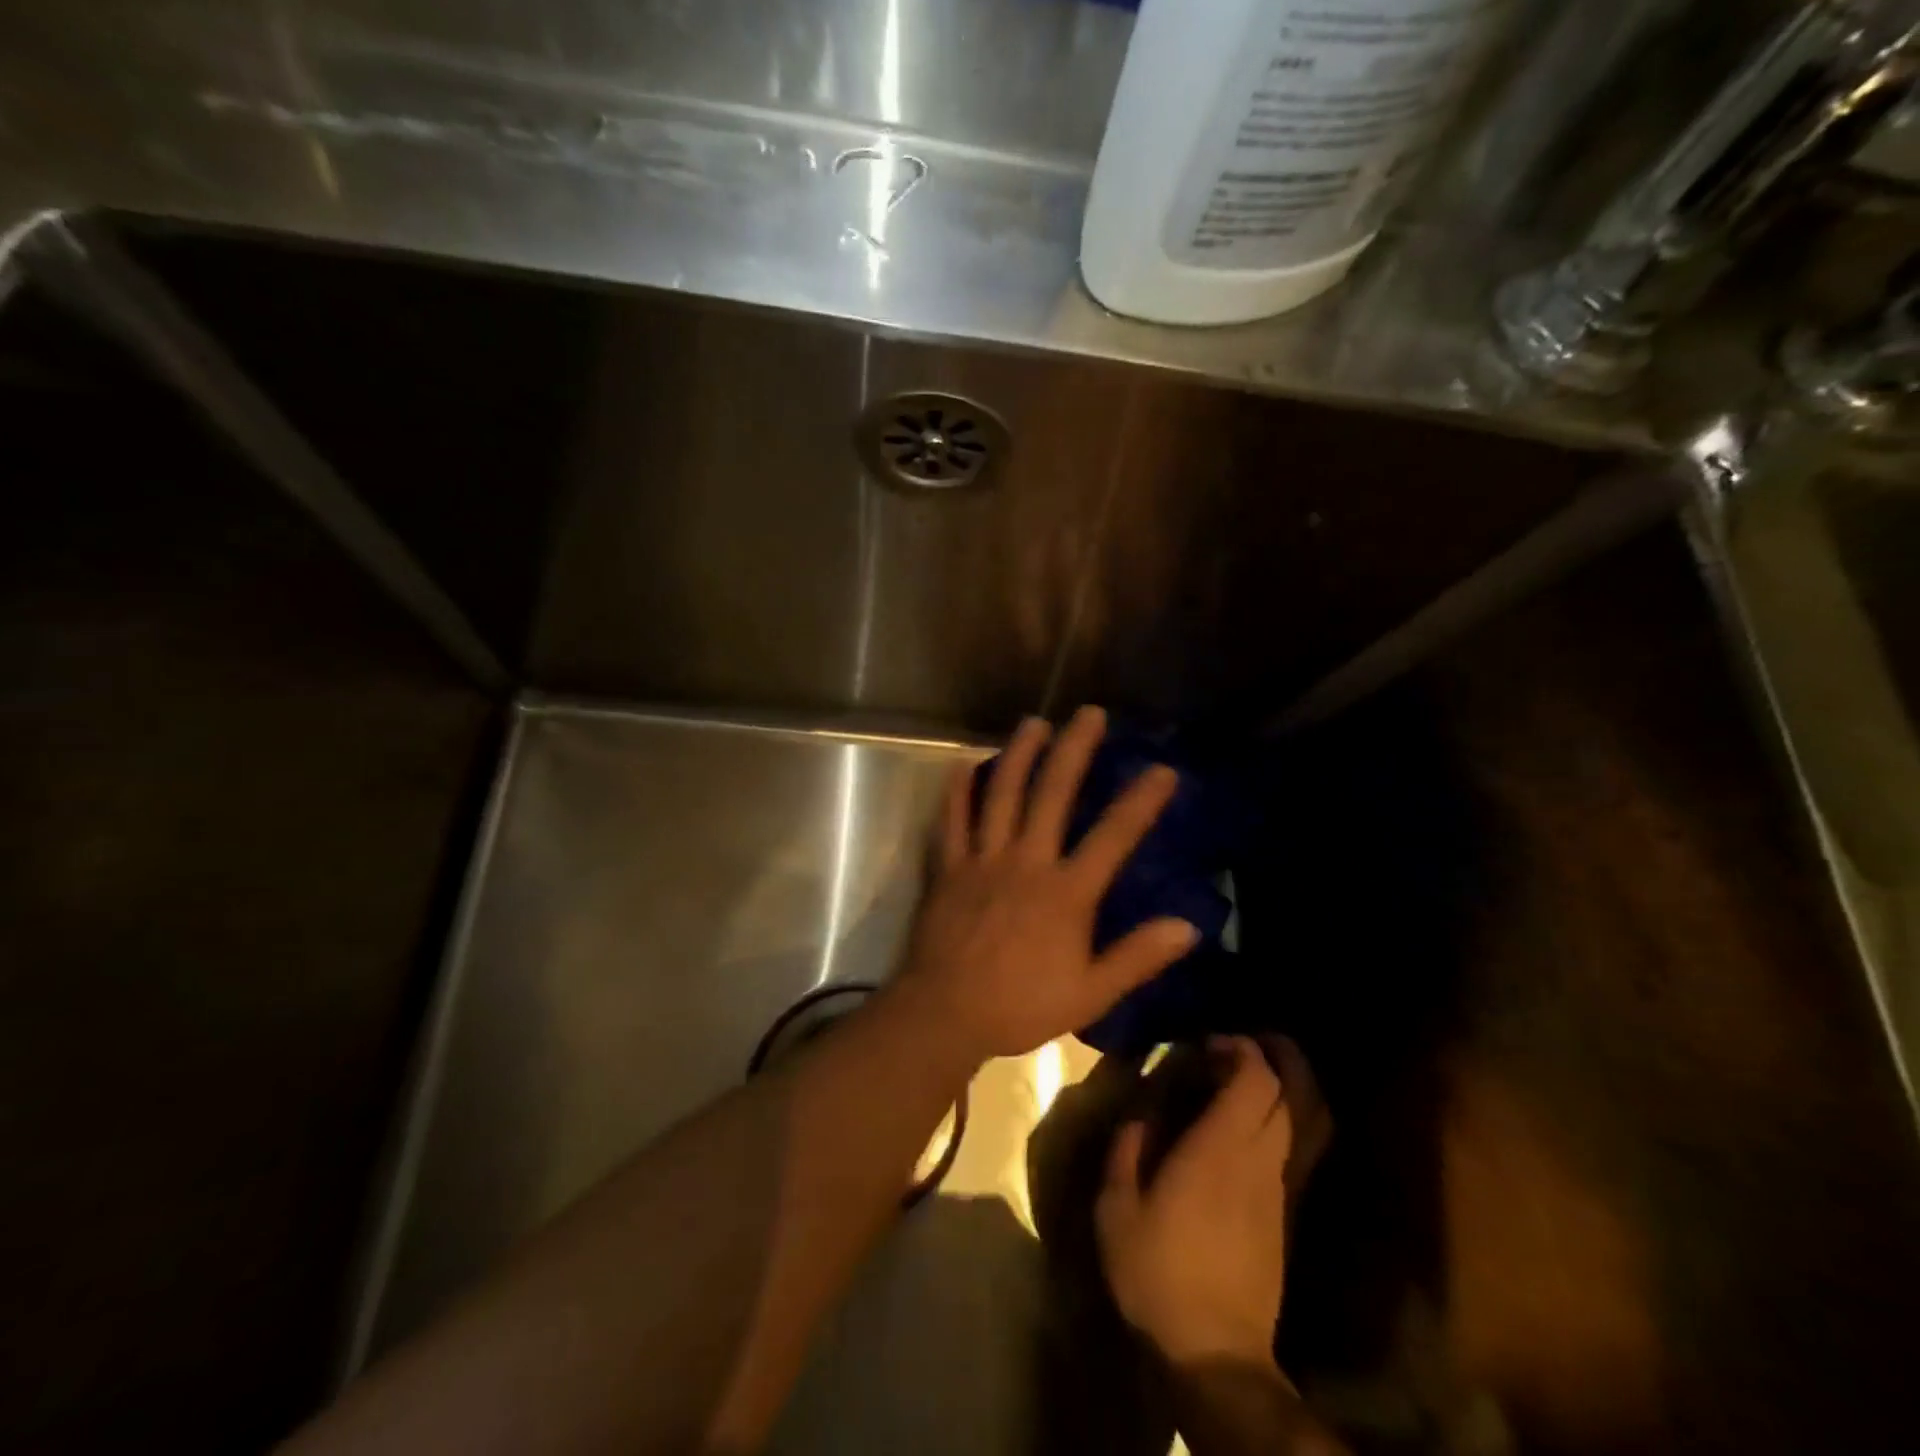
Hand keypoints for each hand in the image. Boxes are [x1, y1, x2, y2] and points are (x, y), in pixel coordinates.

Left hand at [897, 705, 1197, 1063]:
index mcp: (1065, 892)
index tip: (1162, 769)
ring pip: (1002, 795)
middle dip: (1074, 750)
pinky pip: (952, 820)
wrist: (945, 1014)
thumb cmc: (1020, 1006)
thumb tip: (1189, 927)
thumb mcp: (1090, 994)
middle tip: (1088, 713)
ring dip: (1019, 754)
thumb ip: (1137, 958)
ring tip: (1034, 722)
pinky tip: (964, 764)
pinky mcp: (948, 867)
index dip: (1140, 801)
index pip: (1112, 836)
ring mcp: (983, 859)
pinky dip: (958, 791)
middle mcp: (1026, 862)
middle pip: (1053, 794)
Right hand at [1096, 1036, 1322, 1369]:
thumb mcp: (1117, 1209)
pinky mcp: (1281, 1214)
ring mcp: (1276, 1188)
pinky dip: (1273, 1121)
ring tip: (1236, 1079)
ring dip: (1273, 1089)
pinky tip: (1241, 1127)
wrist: (1216, 1354)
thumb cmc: (1158, 1274)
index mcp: (1219, 1149)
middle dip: (1265, 1059)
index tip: (1209, 1042)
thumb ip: (1126, 1151)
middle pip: (1283, 1093)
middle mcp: (1258, 1159)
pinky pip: (1288, 1148)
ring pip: (1293, 1120)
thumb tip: (1140, 1116)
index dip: (1241, 1049)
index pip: (1255, 1080)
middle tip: (1225, 1051)